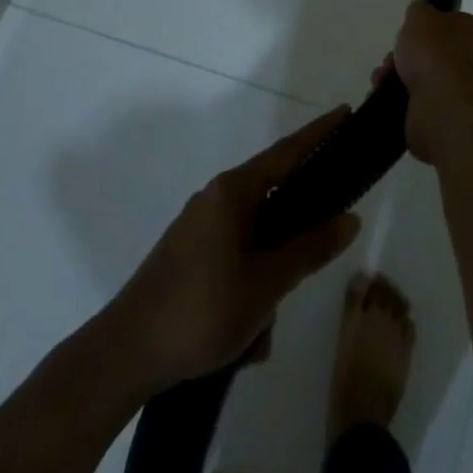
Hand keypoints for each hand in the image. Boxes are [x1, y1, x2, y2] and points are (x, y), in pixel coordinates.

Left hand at [106, 107, 361, 389]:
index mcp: (233, 192)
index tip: (346, 113)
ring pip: (256, 244)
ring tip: (261, 333)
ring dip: (268, 283)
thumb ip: (311, 248)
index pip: (288, 151)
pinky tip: (244, 342)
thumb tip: (350, 218)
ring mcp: (199, 230)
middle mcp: (216, 200)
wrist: (122, 359)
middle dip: (295, 242)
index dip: (320, 133)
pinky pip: (235, 264)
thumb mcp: (266, 284)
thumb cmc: (200, 310)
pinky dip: (247, 295)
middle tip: (318, 258)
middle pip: (275, 203)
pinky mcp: (189, 259)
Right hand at [380, 2, 472, 162]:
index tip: (414, 32)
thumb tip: (419, 16)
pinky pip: (423, 105)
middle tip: (393, 57)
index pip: (462, 25)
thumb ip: (419, 12)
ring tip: (382, 78)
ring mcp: (468, 96)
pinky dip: (403, 102)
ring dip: (403, 78)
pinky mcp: (451, 121)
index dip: (435, 27)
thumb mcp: (421, 15)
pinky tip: (386, 97)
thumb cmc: (438, 51)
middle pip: (441, 54)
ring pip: (429, 81)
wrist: (442, 106)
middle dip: (412, 56)